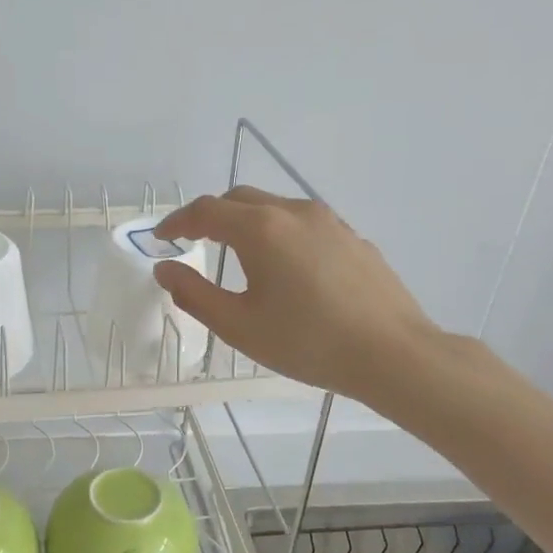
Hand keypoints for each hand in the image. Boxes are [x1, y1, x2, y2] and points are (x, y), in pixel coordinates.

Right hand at [152, 186, 445, 413]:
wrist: (393, 354)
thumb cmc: (308, 342)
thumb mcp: (239, 326)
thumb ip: (194, 294)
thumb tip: (164, 270)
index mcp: (261, 229)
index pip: (205, 211)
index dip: (177, 222)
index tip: (160, 238)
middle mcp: (294, 212)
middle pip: (240, 199)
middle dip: (210, 215)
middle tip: (193, 241)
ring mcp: (329, 221)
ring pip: (274, 207)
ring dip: (245, 221)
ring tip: (236, 252)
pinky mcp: (352, 237)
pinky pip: (302, 222)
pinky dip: (278, 231)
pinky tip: (284, 265)